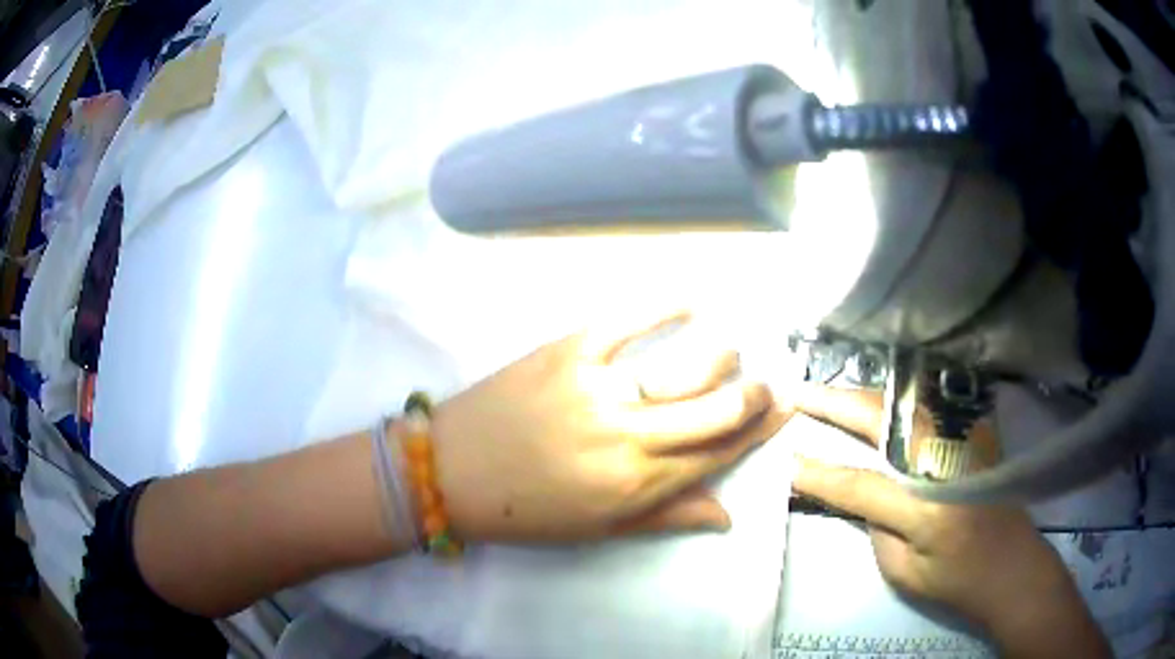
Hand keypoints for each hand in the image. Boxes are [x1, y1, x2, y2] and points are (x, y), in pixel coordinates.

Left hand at [432, 311, 785, 543]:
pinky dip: (665, 306)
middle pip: (715, 410)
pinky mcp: (567, 351)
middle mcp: (629, 436)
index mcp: (638, 485)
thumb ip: (668, 518)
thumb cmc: (526, 511)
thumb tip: (728, 516)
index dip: (761, 431)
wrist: (451, 472)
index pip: (719, 453)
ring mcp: (599, 388)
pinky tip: (693, 298)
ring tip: (736, 350)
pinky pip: (627, 321)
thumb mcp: (600, 529)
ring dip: (721, 358)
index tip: (788, 407)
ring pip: (683, 368)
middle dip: (755, 395)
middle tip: (773, 380)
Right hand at [789, 384, 1109, 656]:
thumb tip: (853, 488)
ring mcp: (964, 440)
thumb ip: (876, 524)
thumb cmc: (956, 580)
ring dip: (861, 395)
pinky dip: (896, 398)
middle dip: (834, 405)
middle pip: (882, 422)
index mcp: (925, 510)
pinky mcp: (975, 432)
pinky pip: (928, 405)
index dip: (818, 472)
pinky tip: (876, 398)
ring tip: (827, 393)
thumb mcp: (904, 572)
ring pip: (904, 403)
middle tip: (798, 394)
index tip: (784, 458)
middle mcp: (945, 464)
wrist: (1012, 565)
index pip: (859, 483)